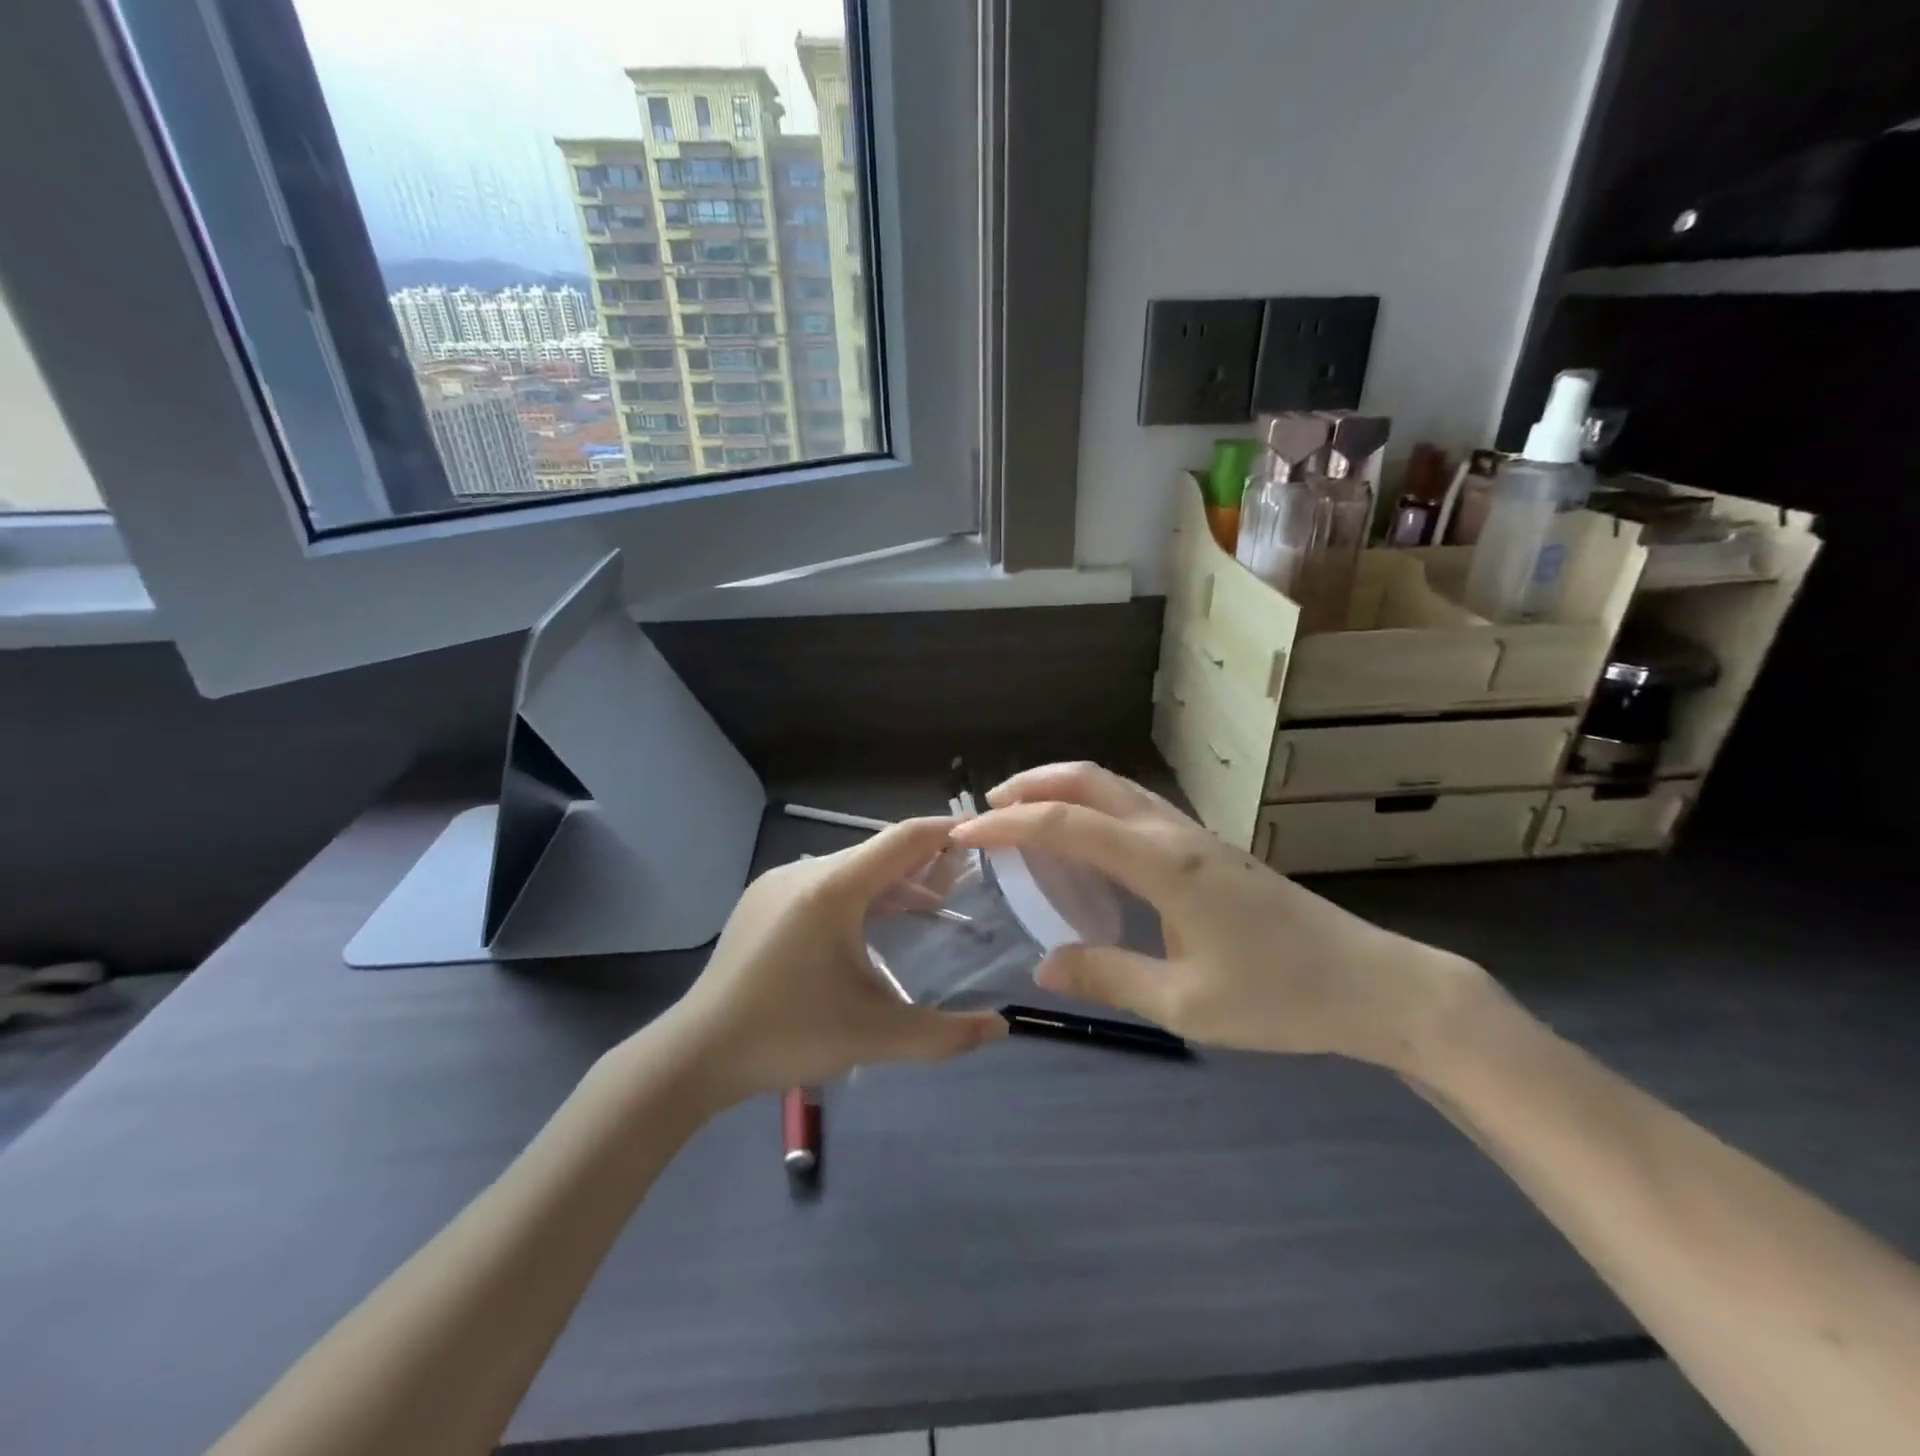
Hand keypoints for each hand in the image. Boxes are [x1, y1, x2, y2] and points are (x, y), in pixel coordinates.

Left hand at [657, 817, 1005, 1106]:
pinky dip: (857, 894)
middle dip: (922, 865)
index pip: (903, 839)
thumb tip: (1002, 1027)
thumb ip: (944, 1033)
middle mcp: (805, 871)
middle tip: (961, 888)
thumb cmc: (788, 1034)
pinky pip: (822, 882)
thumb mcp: (874, 1036)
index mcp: (833, 888)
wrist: (695, 1053)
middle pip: (878, 852)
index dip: (946, 832)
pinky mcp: (761, 899)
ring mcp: (777, 882)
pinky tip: (866, 928)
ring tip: (923, 909)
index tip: (984, 833)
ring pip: (849, 868)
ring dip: (889, 883)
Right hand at [949, 764, 1488, 1071]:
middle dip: (1032, 785)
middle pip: (1091, 781)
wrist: (1373, 984)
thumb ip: (1108, 977)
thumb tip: (1043, 965)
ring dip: (1062, 791)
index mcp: (1163, 864)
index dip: (1008, 825)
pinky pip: (1134, 809)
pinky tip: (1084, 846)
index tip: (964, 835)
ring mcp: (1194, 835)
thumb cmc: (1281, 997)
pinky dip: (1092, 809)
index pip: (1067, 824)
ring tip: (1023, 819)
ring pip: (1115, 788)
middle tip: (987, 810)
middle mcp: (1174, 833)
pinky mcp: (1208, 848)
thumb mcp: (1185, 1003)